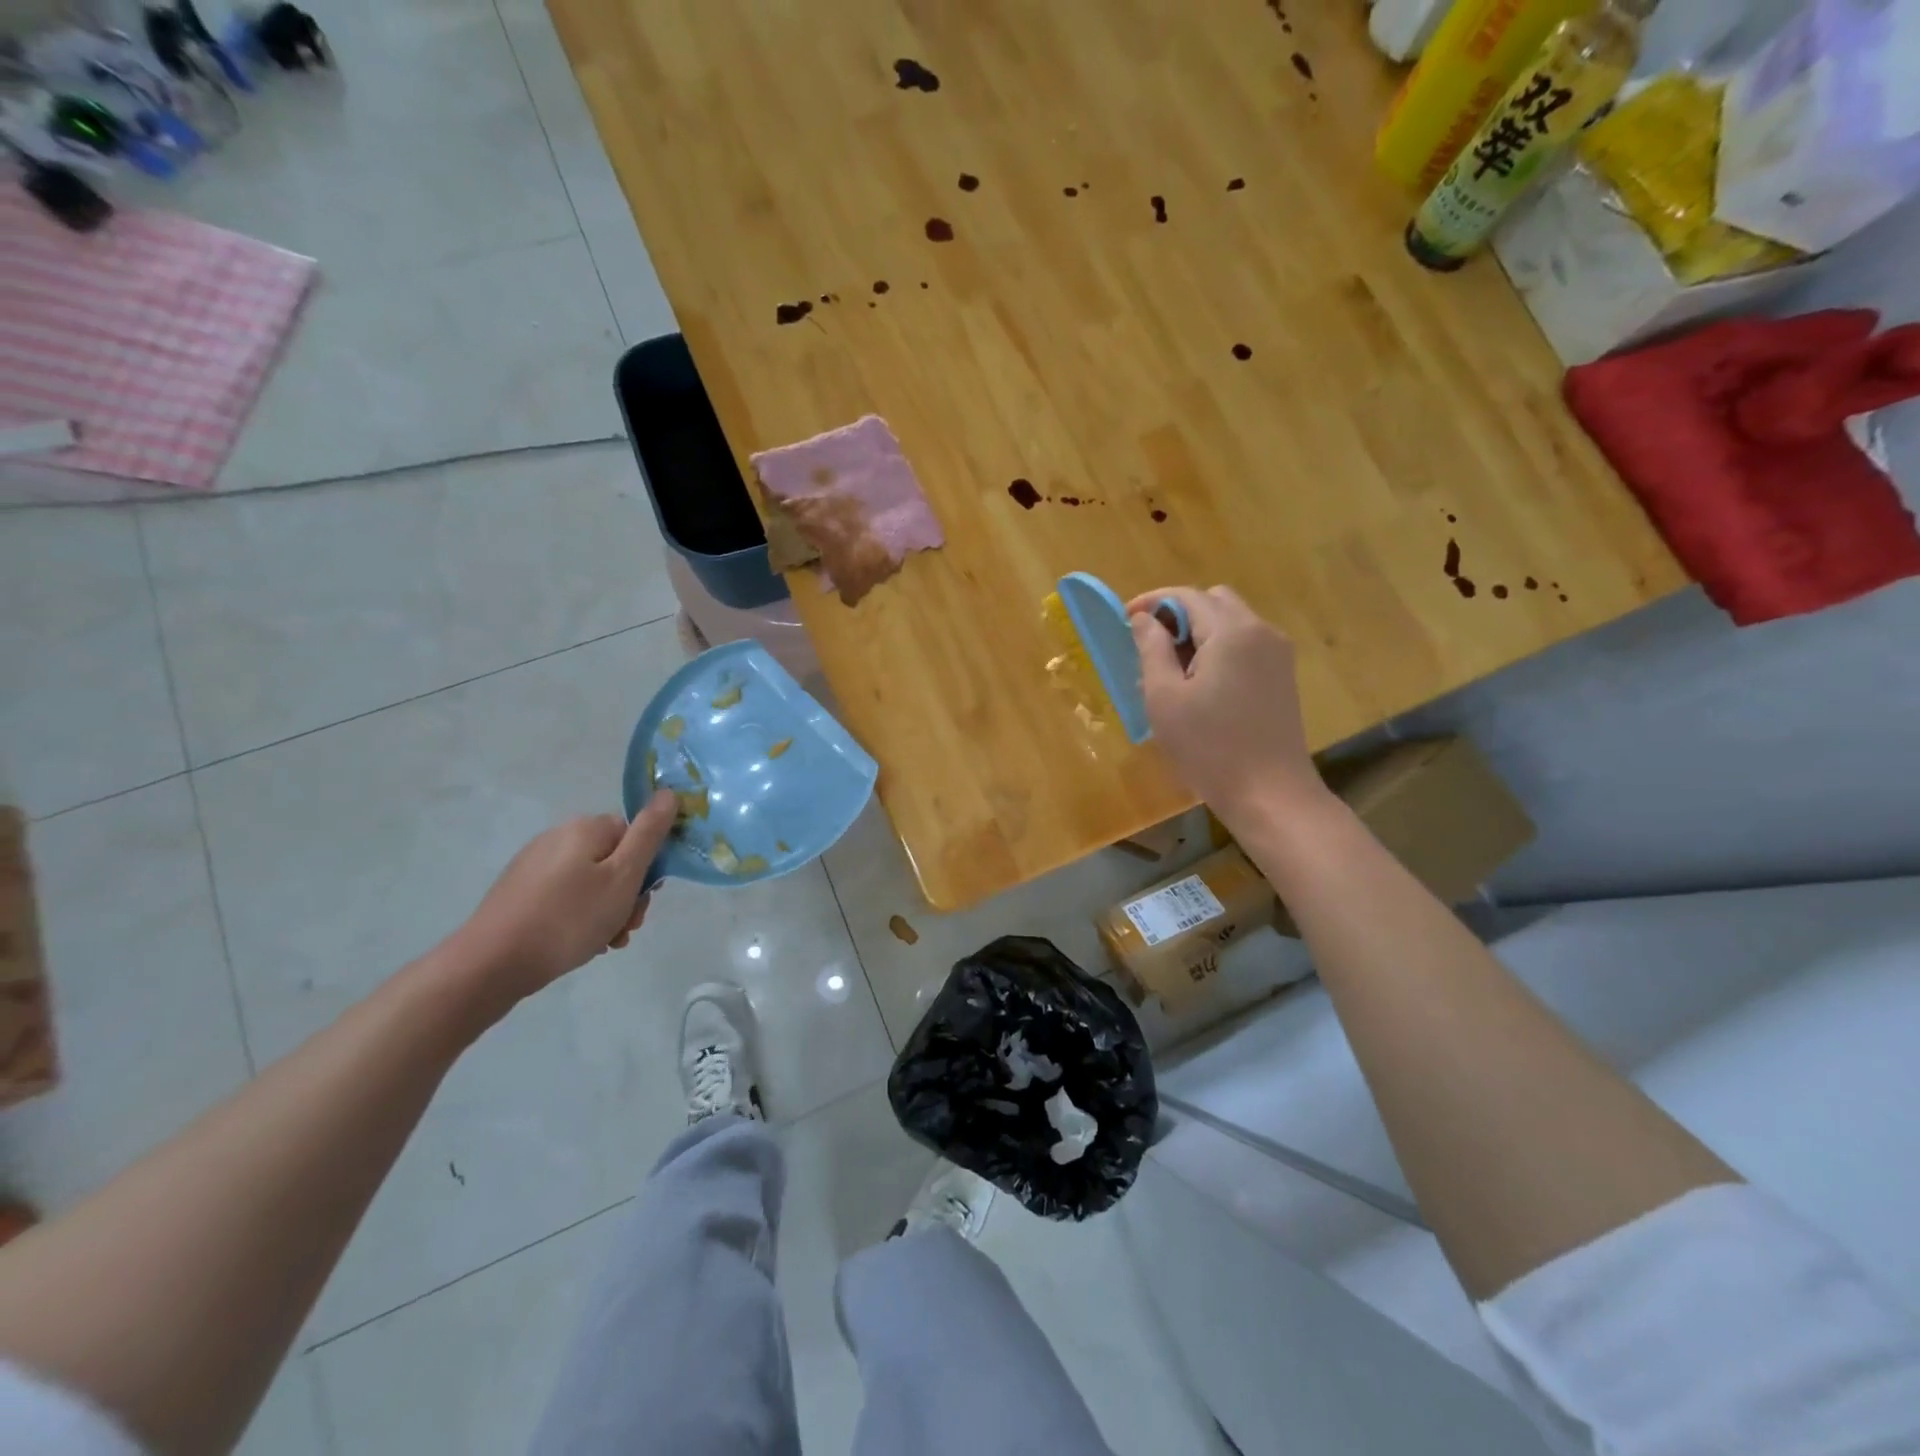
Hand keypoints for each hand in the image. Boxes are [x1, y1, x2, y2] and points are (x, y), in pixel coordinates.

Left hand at [451, 789, 676, 998]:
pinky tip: (578, 942)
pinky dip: (579, 916)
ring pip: (591, 881)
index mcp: (586, 828)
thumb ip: (649, 833)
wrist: (491, 963)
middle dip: (627, 894)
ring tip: (604, 943)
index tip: (643, 902)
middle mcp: (559, 836)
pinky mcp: (519, 890)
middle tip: (626, 928)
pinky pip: (566, 896)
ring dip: (607, 910)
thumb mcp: (623, 876)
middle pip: (614, 859)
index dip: (648, 868)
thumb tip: (669, 793)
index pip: (636, 834)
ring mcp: (535, 863)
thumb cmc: (569, 918)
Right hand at [1129, 585, 1327, 827]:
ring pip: (1230, 623)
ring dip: (1197, 634)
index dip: (1152, 602)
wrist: (1270, 794)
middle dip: (1178, 615)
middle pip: (1213, 602)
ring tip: (1169, 672)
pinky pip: (1244, 646)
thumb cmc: (1209, 748)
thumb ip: (1151, 649)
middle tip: (1149, 647)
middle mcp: (1261, 631)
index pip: (1187, 596)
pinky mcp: (1281, 676)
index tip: (1124, 619)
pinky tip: (1197, 686)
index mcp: (1232, 632)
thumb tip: (1142, 618)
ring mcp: (1277, 654)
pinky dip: (1217, 650)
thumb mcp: (1164, 698)